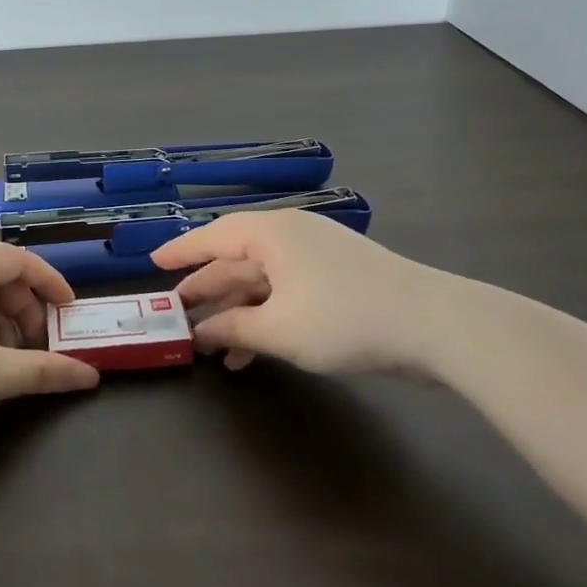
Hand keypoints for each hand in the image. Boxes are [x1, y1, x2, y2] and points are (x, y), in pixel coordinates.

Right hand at [152, 210, 488, 377]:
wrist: (433, 324)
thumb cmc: (344, 318)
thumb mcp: (279, 329)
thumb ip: (234, 328)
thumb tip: (202, 331)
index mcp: (271, 233)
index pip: (212, 236)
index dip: (181, 252)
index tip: (154, 263)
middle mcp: (290, 235)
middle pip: (236, 259)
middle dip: (207, 289)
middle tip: (177, 312)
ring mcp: (316, 256)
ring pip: (262, 280)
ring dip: (237, 312)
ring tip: (211, 346)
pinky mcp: (337, 278)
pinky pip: (286, 292)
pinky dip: (266, 317)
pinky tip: (251, 352)